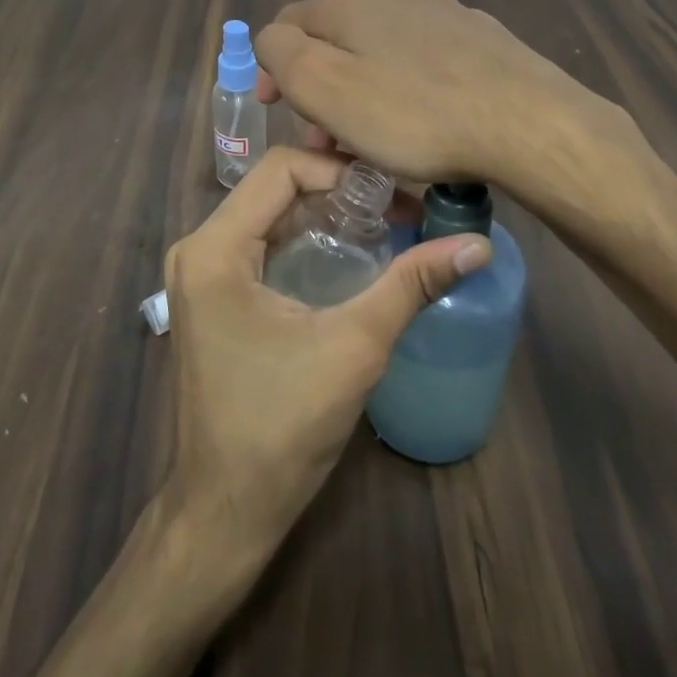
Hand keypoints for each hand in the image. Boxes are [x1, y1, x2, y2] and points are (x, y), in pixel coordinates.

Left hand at [164, 145, 489, 551]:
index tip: (393, 193)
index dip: (341, 170)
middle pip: (274, 188)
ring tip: (385, 226)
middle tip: (398, 207)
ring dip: (325, 215)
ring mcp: (202, 274)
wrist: (226, 507)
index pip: (281, 168)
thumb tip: (477, 245)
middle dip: (338, 191)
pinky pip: (262, 245)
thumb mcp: (355, 346)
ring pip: (269, 215)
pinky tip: (351, 256)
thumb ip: (412, 285)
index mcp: (216, 248)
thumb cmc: (282, 425)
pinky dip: (305, 241)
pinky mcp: (213, 298)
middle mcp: (199, 248)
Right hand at [253, 0, 605, 189]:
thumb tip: (273, 40)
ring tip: (378, 140)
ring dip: (365, 90)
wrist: (526, 122)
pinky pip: (425, 61)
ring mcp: (442, 13)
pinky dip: (409, 88)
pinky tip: (428, 121)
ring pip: (382, 50)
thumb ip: (283, 54)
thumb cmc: (414, 114)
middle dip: (322, 87)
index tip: (278, 113)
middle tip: (329, 142)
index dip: (272, 69)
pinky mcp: (480, 37)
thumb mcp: (325, 88)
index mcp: (349, 4)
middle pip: (337, 39)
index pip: (287, 24)